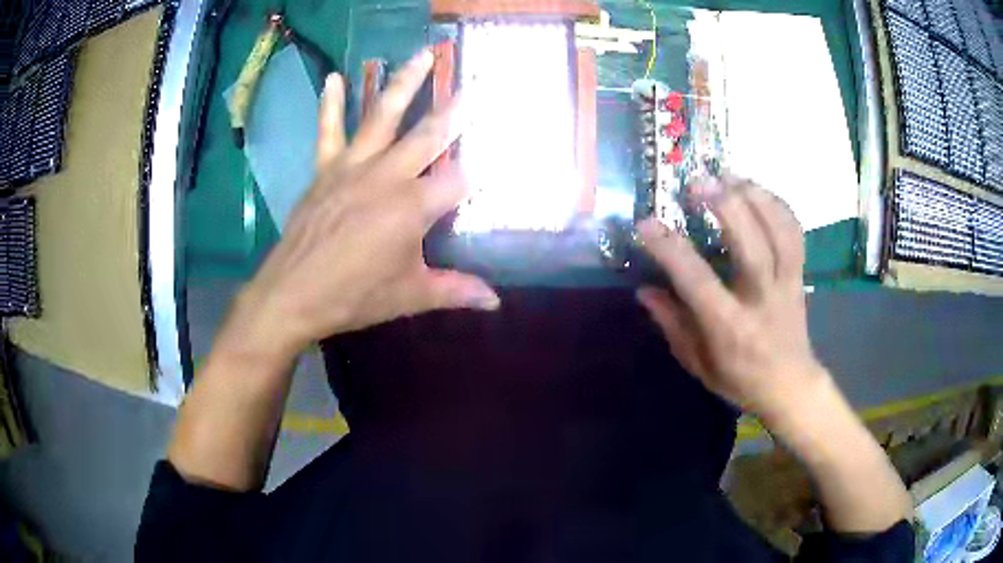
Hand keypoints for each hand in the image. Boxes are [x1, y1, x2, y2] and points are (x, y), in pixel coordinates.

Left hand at [231, 51, 499, 361]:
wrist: (293, 294)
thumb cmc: (355, 296)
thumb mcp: (410, 296)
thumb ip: (455, 290)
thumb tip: (496, 302)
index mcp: (413, 207)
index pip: (460, 179)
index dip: (484, 170)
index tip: (504, 153)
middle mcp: (387, 176)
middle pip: (429, 133)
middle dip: (457, 108)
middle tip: (476, 81)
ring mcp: (353, 166)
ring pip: (383, 116)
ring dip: (405, 82)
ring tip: (422, 54)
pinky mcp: (325, 169)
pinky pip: (329, 130)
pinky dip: (331, 104)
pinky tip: (334, 77)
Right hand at [637, 174, 825, 416]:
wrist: (790, 385)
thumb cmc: (739, 379)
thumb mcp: (698, 363)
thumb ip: (672, 325)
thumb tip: (645, 289)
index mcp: (730, 328)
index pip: (698, 281)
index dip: (670, 250)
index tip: (646, 224)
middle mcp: (762, 300)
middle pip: (750, 244)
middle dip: (725, 206)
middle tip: (697, 183)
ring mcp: (787, 283)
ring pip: (779, 230)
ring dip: (754, 196)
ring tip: (727, 175)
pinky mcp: (799, 274)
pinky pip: (794, 231)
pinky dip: (776, 204)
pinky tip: (756, 190)